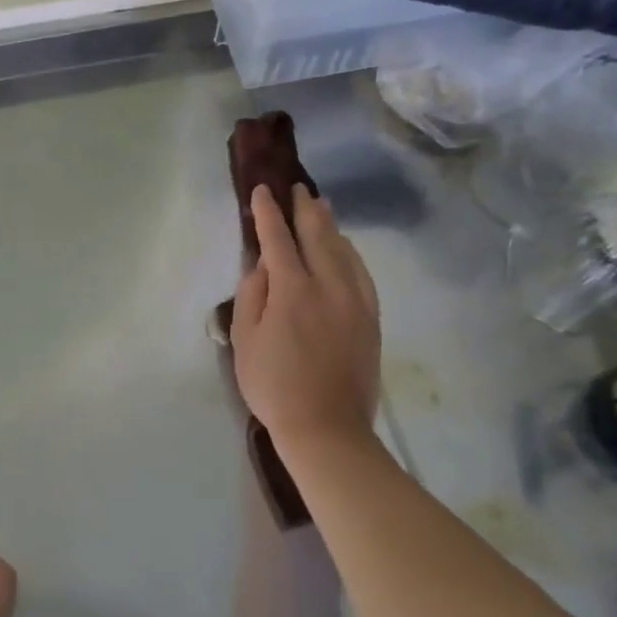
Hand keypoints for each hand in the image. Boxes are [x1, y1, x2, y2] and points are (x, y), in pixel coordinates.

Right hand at [230, 184, 380, 449]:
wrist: (327, 428)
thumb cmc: (274, 385)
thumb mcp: (244, 340)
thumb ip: (252, 295)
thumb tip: (263, 265)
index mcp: (292, 289)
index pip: (277, 239)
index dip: (268, 213)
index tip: (262, 190)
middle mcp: (329, 285)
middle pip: (318, 235)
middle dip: (305, 209)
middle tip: (298, 188)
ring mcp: (356, 301)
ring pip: (345, 250)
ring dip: (330, 225)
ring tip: (322, 208)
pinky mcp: (371, 318)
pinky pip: (362, 272)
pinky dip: (351, 253)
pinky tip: (346, 249)